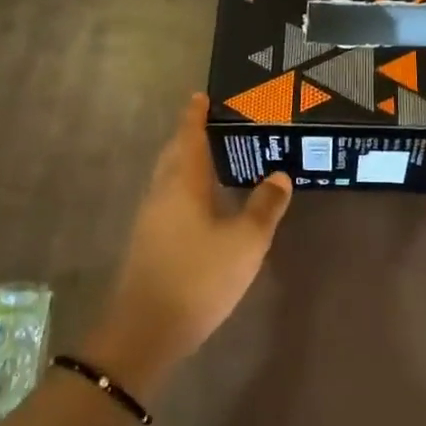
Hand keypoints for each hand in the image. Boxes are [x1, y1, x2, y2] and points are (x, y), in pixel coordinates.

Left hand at [83, 94, 292, 399]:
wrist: (146, 329)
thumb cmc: (198, 277)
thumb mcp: (245, 243)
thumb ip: (265, 206)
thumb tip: (280, 175)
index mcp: (182, 184)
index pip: (188, 137)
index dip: (195, 116)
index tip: (200, 96)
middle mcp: (161, 193)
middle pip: (173, 154)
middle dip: (189, 136)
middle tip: (212, 124)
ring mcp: (150, 218)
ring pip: (167, 177)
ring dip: (185, 161)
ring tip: (211, 158)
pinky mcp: (148, 241)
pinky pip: (167, 198)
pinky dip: (183, 187)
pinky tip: (201, 203)